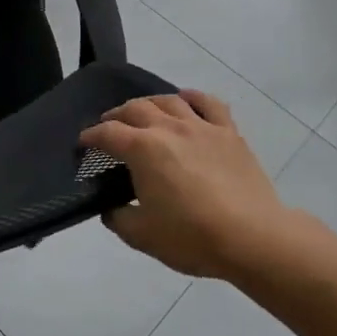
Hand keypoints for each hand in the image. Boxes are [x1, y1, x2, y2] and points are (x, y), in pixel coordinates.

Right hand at [80, 92, 327, 280]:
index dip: (90, 137)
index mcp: (142, 149)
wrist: (253, 238)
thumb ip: (118, 218)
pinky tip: (185, 100)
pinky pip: (209, 103)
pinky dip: (193, 97)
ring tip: (144, 114)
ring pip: (168, 100)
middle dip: (116, 116)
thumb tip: (111, 208)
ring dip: (149, 104)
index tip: (83, 145)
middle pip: (135, 108)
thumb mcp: (141, 236)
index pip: (107, 133)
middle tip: (109, 128)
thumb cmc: (192, 237)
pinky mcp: (228, 133)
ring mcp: (201, 126)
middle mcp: (168, 128)